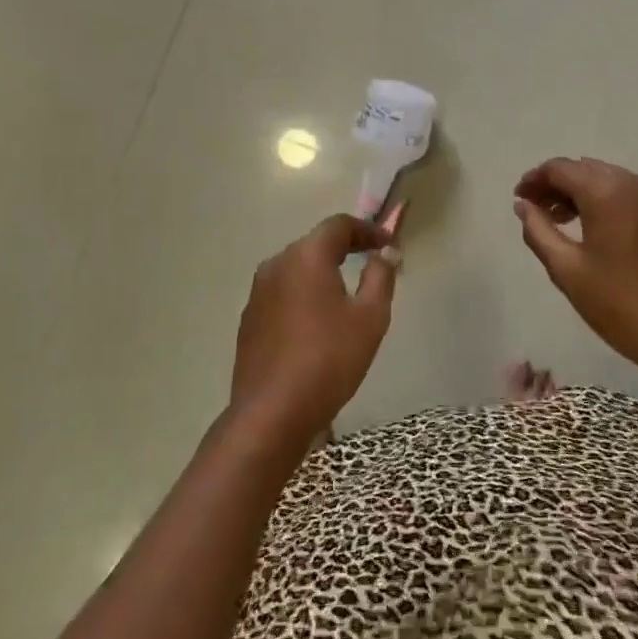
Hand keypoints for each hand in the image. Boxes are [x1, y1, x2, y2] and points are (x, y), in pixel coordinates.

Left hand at [230, 214, 399, 449]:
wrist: (272, 412)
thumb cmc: (329, 359)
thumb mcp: (370, 317)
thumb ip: (381, 277)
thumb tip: (386, 253)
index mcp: (306, 257)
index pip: (339, 226)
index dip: (367, 230)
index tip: (388, 243)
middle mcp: (276, 265)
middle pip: (315, 244)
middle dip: (345, 249)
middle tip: (372, 263)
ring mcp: (257, 293)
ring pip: (296, 270)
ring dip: (322, 273)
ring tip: (347, 294)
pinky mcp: (249, 319)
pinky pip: (283, 294)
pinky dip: (304, 295)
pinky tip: (317, 322)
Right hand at [513, 157, 637, 376]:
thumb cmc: (618, 304)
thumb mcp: (567, 269)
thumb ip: (538, 230)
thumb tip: (523, 205)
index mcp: (607, 192)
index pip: (561, 168)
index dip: (534, 179)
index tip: (520, 199)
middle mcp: (637, 185)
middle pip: (588, 170)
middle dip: (559, 185)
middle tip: (540, 212)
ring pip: (614, 181)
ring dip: (586, 194)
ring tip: (567, 222)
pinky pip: (637, 198)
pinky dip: (613, 204)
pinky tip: (605, 233)